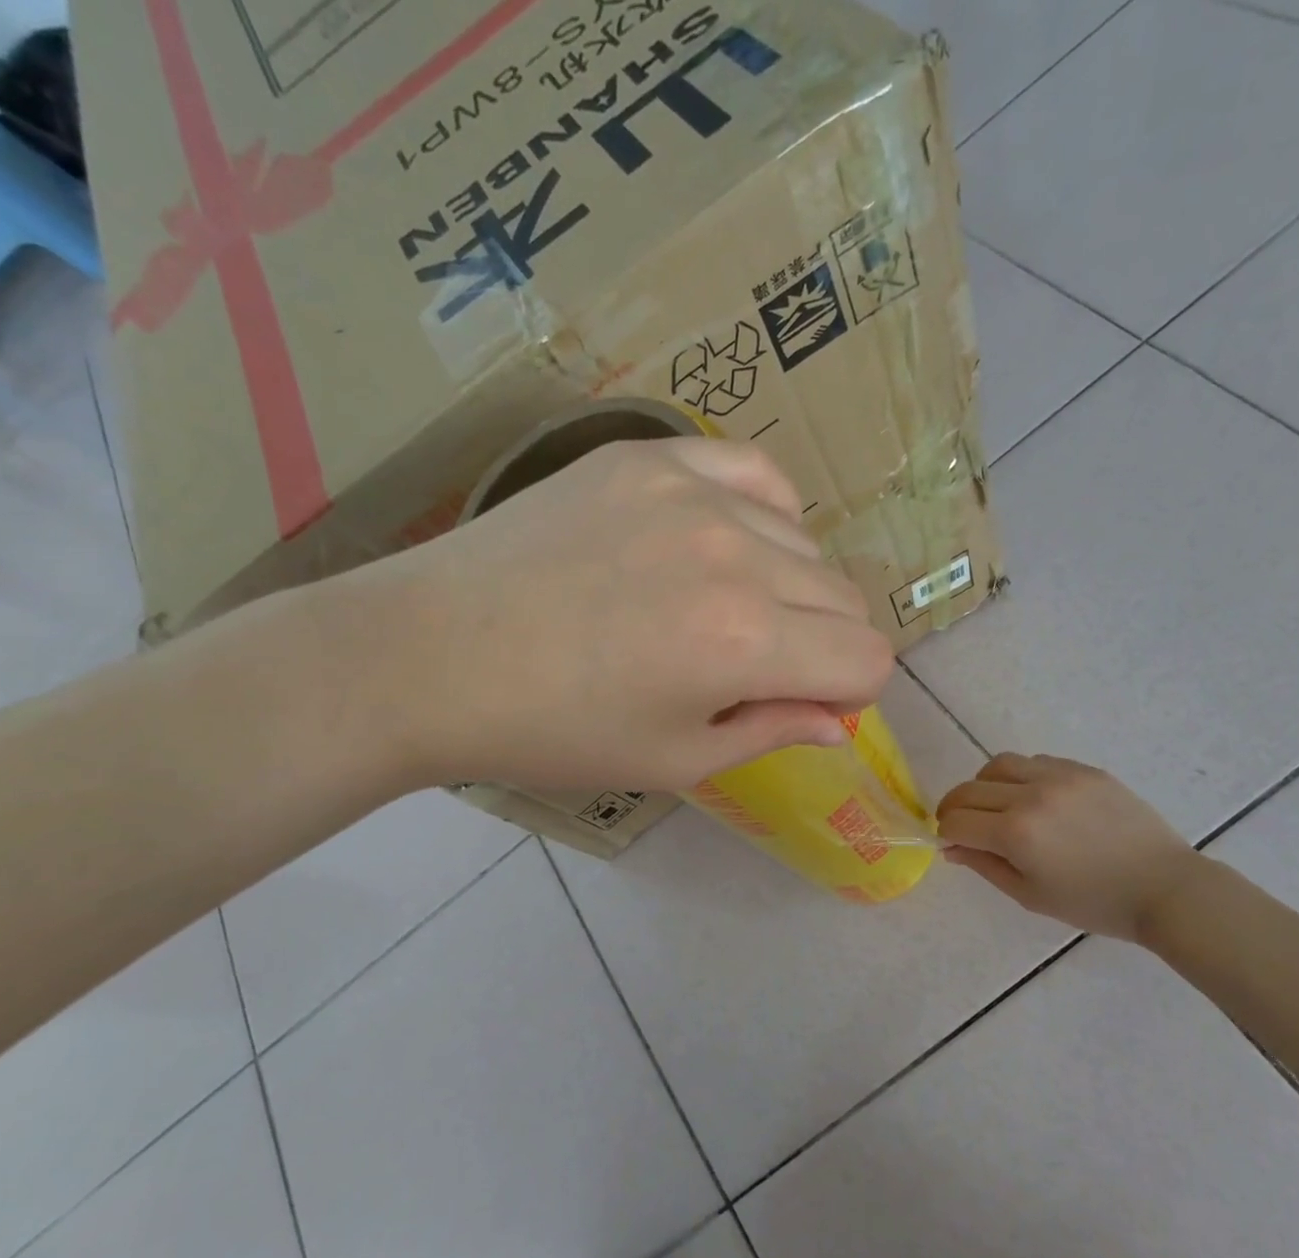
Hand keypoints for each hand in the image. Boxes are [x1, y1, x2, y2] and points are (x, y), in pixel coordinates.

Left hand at [333, 437, 894, 791]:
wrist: (431, 656)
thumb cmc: (554, 731)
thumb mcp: (673, 759)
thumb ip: (771, 731)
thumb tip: (838, 722)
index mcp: (744, 643)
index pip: (866, 659)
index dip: (849, 693)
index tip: (803, 704)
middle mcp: (736, 556)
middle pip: (845, 599)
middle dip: (823, 645)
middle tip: (758, 668)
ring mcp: (691, 493)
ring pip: (804, 543)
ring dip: (789, 587)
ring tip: (721, 609)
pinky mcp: (648, 458)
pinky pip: (754, 474)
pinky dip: (762, 515)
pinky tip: (724, 542)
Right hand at [936, 754, 1201, 942]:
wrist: (1164, 888)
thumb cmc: (1094, 903)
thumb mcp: (1030, 895)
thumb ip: (984, 866)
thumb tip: (951, 847)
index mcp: (1016, 833)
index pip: (956, 821)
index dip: (946, 833)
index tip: (952, 844)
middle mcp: (1031, 796)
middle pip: (968, 790)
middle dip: (955, 809)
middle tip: (961, 826)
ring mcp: (1060, 777)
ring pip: (998, 765)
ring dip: (984, 785)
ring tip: (995, 806)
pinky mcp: (1083, 769)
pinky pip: (1035, 762)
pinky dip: (1020, 777)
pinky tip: (1033, 799)